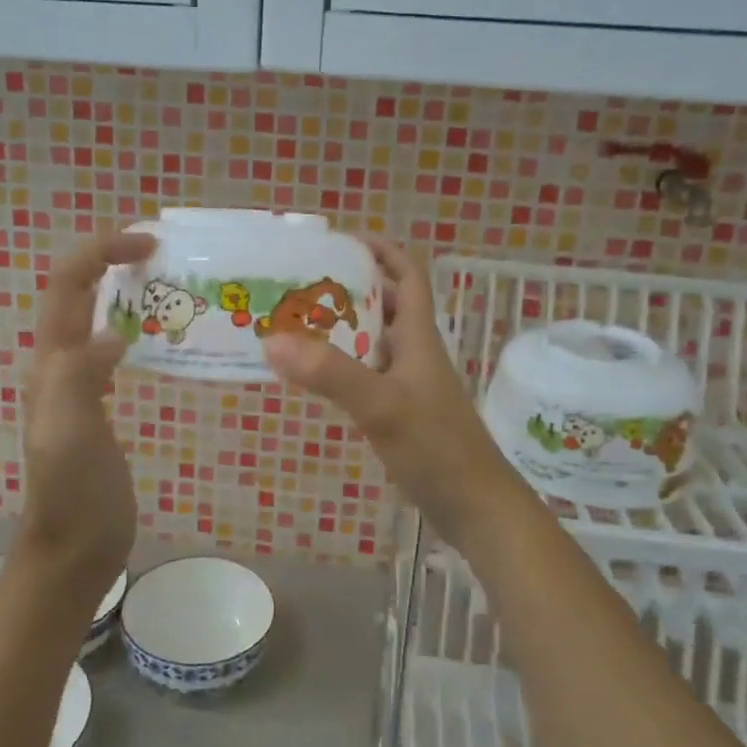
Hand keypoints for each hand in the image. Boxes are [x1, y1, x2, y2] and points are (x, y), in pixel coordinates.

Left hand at [13, 231, 155, 606]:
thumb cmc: (73, 494)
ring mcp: (78, 384)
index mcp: (51, 362)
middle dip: (111, 260)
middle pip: (77, 293)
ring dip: (123, 289)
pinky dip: (134, 326)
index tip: (147, 242)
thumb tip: (111, 334)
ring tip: (169, 283)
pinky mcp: (98, 403)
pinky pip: (112, 348)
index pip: (66, 285)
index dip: (100, 252)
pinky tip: (162, 337)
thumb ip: (79, 378)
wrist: (75, 548)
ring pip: (95, 317)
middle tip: (163, 253)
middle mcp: (59, 363)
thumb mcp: (69, 434)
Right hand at [263, 241, 528, 549]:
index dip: (381, 250)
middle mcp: (414, 351)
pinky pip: (365, 373)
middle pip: (384, 303)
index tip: (341, 240)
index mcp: (418, 335)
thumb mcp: (382, 405)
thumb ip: (330, 373)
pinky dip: (339, 365)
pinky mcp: (400, 410)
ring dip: (340, 327)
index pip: (407, 274)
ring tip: (293, 322)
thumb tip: (272, 338)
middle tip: (299, 283)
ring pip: (372, 340)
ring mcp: (408, 382)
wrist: (474, 506)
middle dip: (347, 287)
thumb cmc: (436, 446)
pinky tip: (311, 374)